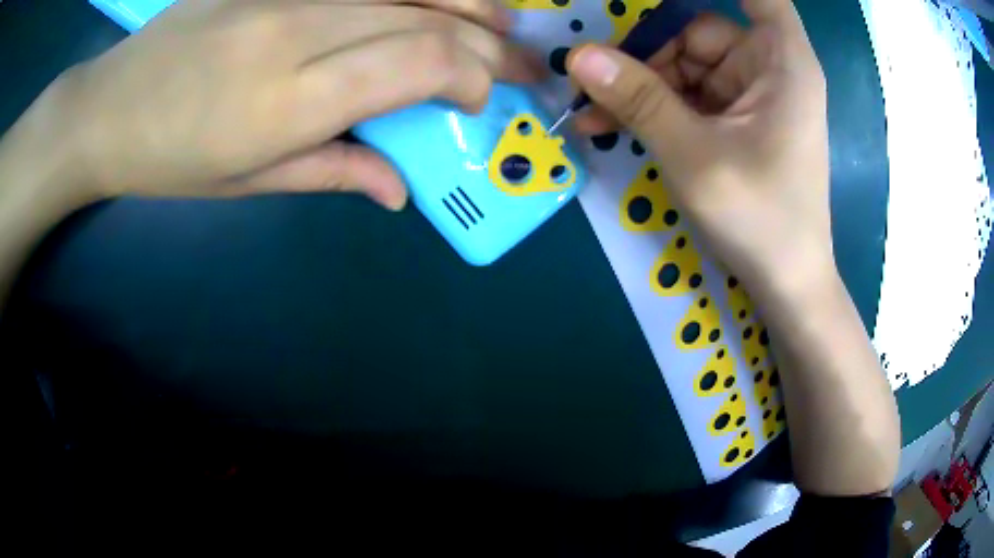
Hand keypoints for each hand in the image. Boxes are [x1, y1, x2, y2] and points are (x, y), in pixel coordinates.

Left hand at [56, 0, 540, 208]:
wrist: (109, 109)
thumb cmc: (170, 159)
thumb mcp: (248, 182)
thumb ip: (334, 173)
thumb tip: (402, 190)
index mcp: (290, 99)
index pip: (418, 62)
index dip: (470, 74)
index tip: (478, 98)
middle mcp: (296, 30)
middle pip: (423, 16)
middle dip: (488, 41)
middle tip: (523, 62)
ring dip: (464, 1)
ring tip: (499, 19)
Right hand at [567, 0, 831, 300]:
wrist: (786, 284)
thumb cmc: (760, 220)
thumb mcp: (694, 157)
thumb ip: (639, 100)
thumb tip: (578, 55)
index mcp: (782, 62)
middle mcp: (769, 67)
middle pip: (698, 29)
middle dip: (647, 52)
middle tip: (595, 79)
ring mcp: (750, 94)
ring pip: (684, 63)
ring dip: (639, 85)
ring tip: (593, 113)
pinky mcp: (736, 119)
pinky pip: (687, 94)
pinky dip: (654, 106)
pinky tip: (612, 123)